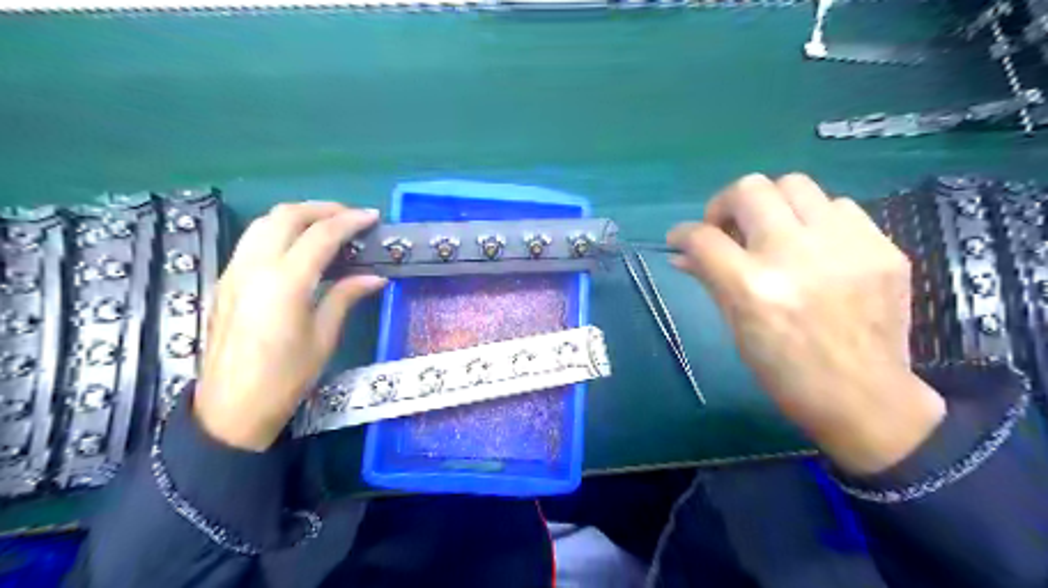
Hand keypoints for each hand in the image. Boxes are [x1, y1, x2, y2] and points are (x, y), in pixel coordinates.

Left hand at [194, 202, 386, 449]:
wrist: (231, 409)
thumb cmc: (286, 378)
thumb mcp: (324, 337)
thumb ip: (346, 297)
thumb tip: (375, 277)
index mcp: (285, 282)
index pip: (321, 235)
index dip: (350, 221)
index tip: (372, 217)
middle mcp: (254, 267)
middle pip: (286, 216)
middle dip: (321, 208)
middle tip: (350, 216)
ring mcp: (234, 272)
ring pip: (264, 223)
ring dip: (297, 216)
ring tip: (326, 225)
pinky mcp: (226, 281)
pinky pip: (253, 240)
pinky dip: (279, 231)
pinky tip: (298, 247)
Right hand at [666, 173, 947, 471]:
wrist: (864, 397)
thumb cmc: (785, 371)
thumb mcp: (736, 327)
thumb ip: (709, 279)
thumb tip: (682, 253)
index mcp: (753, 287)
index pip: (703, 237)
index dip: (683, 233)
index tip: (681, 239)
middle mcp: (796, 256)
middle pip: (749, 190)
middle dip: (725, 204)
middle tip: (728, 228)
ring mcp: (845, 247)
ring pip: (795, 184)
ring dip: (772, 204)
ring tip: (773, 232)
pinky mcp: (882, 248)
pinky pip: (839, 206)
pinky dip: (815, 219)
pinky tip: (815, 246)